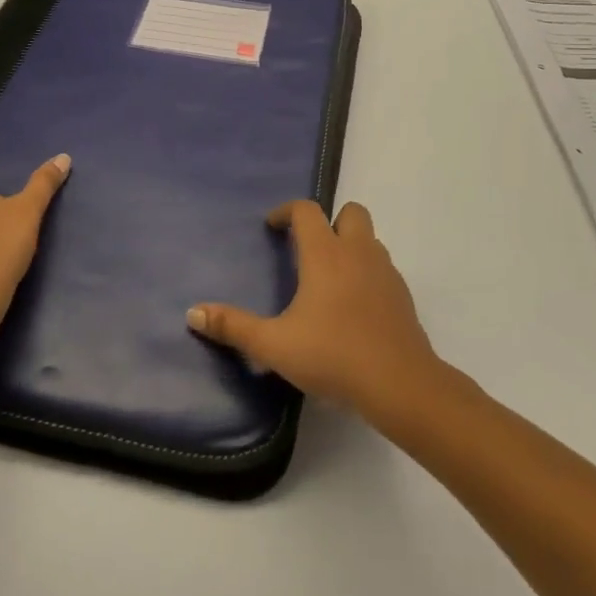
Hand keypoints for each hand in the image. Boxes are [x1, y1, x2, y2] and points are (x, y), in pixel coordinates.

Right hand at [187, 200, 440, 417]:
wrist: (399, 384)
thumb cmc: (333, 356)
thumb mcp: (274, 345)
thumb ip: (233, 327)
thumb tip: (193, 313)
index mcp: (325, 254)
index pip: (307, 211)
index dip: (287, 211)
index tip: (272, 227)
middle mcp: (358, 252)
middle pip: (351, 212)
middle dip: (330, 220)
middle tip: (309, 248)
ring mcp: (385, 272)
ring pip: (370, 239)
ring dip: (350, 245)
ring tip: (329, 278)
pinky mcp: (403, 295)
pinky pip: (382, 268)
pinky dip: (367, 273)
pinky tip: (353, 307)